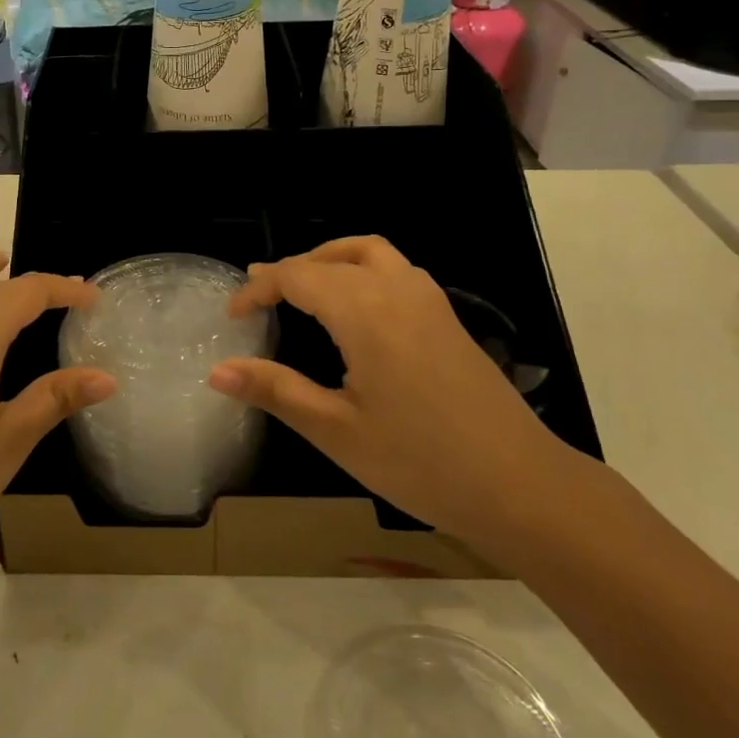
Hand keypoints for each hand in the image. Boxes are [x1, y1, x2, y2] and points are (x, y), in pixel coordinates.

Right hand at [211, 237, 577, 554]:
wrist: (521, 485)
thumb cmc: (421, 462)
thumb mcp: (337, 431)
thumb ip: (276, 391)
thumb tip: (216, 371)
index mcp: (364, 312)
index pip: (297, 276)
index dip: (259, 288)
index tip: (233, 314)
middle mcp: (396, 289)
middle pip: (331, 258)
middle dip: (290, 271)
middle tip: (260, 299)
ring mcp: (428, 299)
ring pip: (369, 251)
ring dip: (330, 259)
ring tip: (304, 289)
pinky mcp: (447, 316)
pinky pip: (395, 268)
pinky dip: (361, 269)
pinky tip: (357, 309)